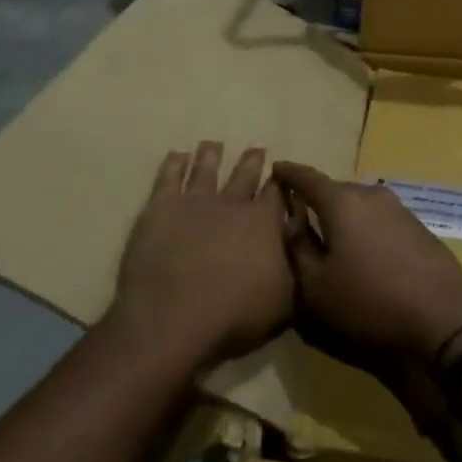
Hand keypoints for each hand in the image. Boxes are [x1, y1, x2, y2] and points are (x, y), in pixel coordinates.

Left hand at [111, 142, 293, 367]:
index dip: (281, 183)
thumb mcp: (285, 300)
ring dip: (211, 155)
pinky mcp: (161, 208)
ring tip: (213, 143)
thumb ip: (294, 267)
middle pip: (244, 175)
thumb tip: (301, 244)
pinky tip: (176, 155)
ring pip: (206, 170)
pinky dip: (174, 164)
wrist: (174, 318)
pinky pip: (168, 177)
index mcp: (264, 223)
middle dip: (252, 161)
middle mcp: (232, 204)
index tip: (283, 172)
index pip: (277, 194)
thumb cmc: (235, 316)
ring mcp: (194, 202)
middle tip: (257, 146)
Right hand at [274, 162, 461, 360]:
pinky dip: (365, 227)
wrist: (442, 317)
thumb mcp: (316, 284)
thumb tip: (291, 220)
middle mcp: (371, 195)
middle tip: (300, 215)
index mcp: (342, 202)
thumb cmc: (369, 301)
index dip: (289, 173)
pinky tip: (363, 250)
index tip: (275, 169)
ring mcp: (399, 209)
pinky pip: (380, 218)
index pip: (307, 177)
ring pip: (360, 204)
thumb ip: (298, 246)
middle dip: (316, 199)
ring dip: (343, 215)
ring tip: (331, 235)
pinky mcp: (418, 227)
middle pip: (335, 190)